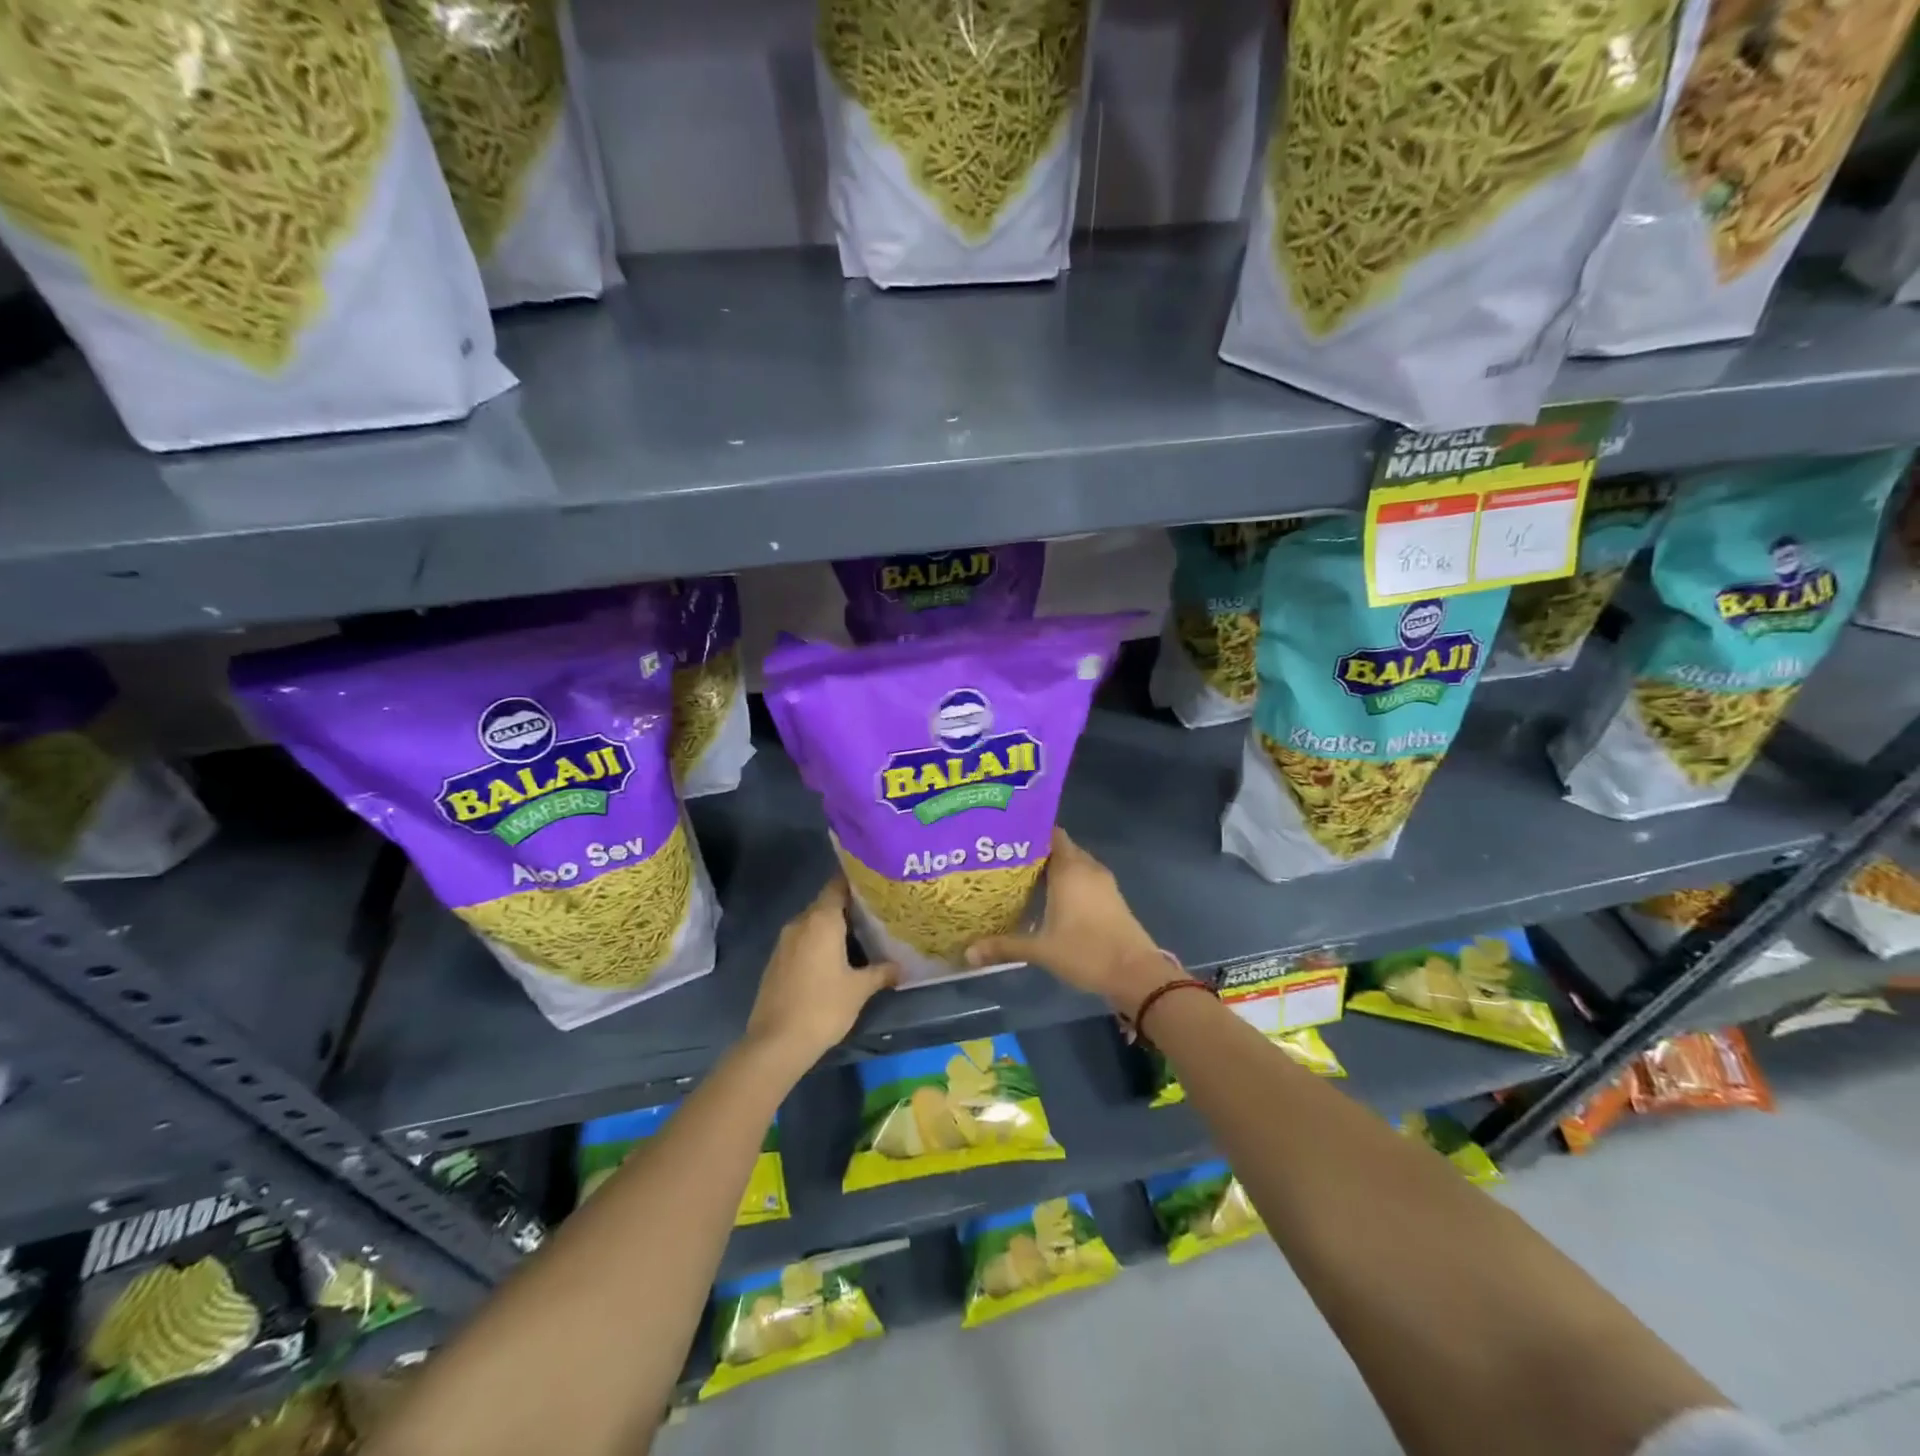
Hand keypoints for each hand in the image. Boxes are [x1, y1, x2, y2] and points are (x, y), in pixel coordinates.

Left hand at [745, 875, 895, 1071]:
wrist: (776, 1043)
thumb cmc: (823, 1007)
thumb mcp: (859, 989)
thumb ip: (881, 972)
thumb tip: (901, 967)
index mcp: (821, 920)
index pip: (838, 885)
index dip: (856, 882)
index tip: (876, 886)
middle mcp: (800, 923)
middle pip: (826, 904)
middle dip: (849, 907)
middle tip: (876, 914)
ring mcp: (784, 942)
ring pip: (813, 923)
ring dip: (833, 927)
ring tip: (860, 937)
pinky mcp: (776, 961)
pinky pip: (802, 941)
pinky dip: (818, 943)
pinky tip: (834, 959)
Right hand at [965, 829, 1177, 1010]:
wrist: (1136, 973)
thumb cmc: (1086, 952)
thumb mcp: (1041, 950)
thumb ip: (1004, 946)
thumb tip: (968, 952)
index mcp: (1070, 868)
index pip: (1050, 833)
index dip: (1028, 832)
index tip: (1004, 838)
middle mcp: (1087, 867)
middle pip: (1060, 847)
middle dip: (1036, 852)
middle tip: (1006, 860)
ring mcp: (1103, 882)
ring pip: (1073, 864)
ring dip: (1053, 868)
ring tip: (1022, 877)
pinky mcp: (1111, 897)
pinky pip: (1084, 878)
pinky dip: (1067, 881)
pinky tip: (1048, 897)